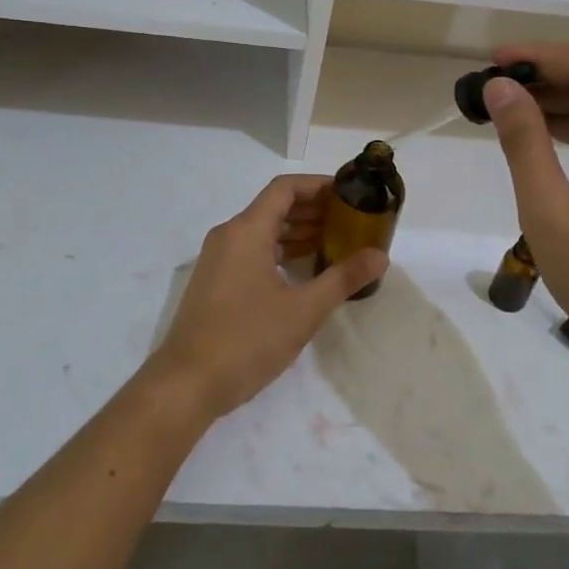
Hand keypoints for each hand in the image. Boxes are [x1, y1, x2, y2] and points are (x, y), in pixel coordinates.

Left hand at [146, 175, 387, 420]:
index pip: (285, 189)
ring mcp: (218, 259)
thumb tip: (380, 256)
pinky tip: (305, 270)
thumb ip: (343, 278)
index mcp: (246, 231)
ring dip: (298, 232)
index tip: (349, 193)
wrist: (187, 383)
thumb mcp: (303, 311)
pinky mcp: (215, 281)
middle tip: (351, 220)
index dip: (318, 185)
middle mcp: (229, 236)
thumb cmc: (247, 340)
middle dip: (313, 209)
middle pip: (274, 207)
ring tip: (336, 242)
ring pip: (263, 231)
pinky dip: (280, 251)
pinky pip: (252, 251)